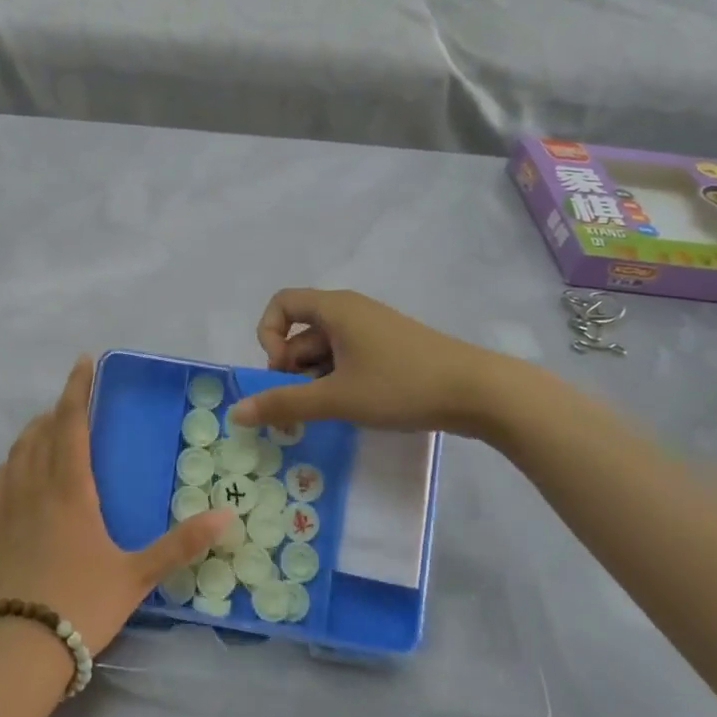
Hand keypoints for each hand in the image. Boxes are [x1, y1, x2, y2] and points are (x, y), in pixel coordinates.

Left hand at [0, 357, 232, 654]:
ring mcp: (5, 506)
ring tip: (49, 430)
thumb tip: (226, 517)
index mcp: (69, 488)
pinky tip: (18, 472)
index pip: (71, 422)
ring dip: (34, 432)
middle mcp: (33, 486)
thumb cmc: (82, 604)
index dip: (77, 388)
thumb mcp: (136, 575)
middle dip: (58, 410)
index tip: (83, 361)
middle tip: (76, 405)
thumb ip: (180, 544)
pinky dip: (13, 462)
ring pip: (17, 452)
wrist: (17, 650)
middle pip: (41, 431)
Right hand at [228, 289, 526, 438]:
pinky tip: (353, 408)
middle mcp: (351, 311)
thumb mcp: (337, 398)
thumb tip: (236, 412)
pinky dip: (340, 380)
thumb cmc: (401, 385)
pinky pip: (349, 358)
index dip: (268, 334)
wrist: (479, 392)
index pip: (281, 303)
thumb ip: (285, 404)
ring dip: (316, 379)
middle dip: (292, 367)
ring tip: (331, 412)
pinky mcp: (391, 349)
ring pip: (326, 349)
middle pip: (302, 331)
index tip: (280, 370)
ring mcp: (373, 330)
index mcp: (335, 308)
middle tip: (303, 404)